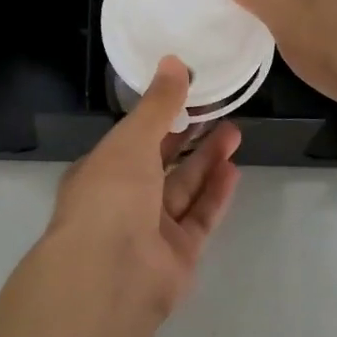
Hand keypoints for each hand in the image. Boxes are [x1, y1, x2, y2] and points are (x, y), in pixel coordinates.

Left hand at [45, 57, 240, 318]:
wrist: (111, 275)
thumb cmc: (111, 195)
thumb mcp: (131, 139)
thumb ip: (158, 104)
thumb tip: (174, 61)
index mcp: (101, 170)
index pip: (133, 137)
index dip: (159, 115)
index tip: (188, 94)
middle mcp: (123, 199)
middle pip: (161, 162)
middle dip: (188, 136)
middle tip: (219, 110)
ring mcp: (151, 229)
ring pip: (183, 188)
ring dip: (207, 160)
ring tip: (235, 132)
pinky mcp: (178, 254)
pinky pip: (199, 218)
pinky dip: (215, 194)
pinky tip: (233, 169)